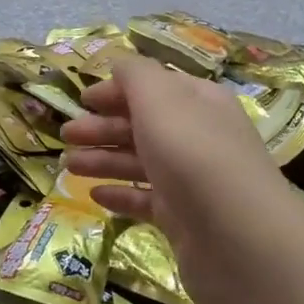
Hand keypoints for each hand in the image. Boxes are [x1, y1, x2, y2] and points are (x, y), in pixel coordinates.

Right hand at [61, 55, 303, 303]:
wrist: (238, 239)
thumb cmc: (194, 155)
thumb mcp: (161, 99)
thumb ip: (135, 76)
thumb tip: (119, 63)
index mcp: (198, 101)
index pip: (154, 86)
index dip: (116, 90)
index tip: (81, 99)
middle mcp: (198, 135)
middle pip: (144, 124)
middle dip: (103, 126)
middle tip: (66, 135)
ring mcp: (192, 180)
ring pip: (141, 161)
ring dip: (104, 158)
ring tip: (68, 165)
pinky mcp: (185, 219)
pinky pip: (147, 200)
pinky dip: (121, 194)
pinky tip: (95, 195)